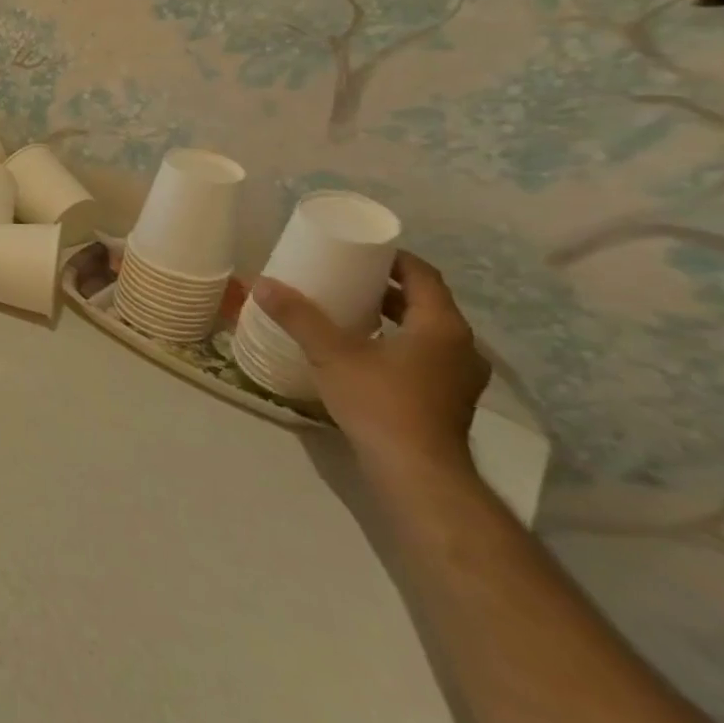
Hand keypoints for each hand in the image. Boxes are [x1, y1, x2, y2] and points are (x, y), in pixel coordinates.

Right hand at [252, 252, 489, 482]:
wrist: (416, 472)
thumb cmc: (380, 403)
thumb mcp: (331, 354)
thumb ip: (299, 317)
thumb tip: (262, 283)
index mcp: (441, 327)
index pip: (424, 276)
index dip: (394, 259)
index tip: (362, 250)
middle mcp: (460, 347)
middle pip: (426, 303)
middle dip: (387, 288)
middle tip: (347, 278)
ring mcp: (459, 377)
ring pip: (426, 332)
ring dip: (393, 318)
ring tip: (351, 312)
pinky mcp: (448, 400)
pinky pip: (425, 356)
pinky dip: (398, 344)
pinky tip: (365, 352)